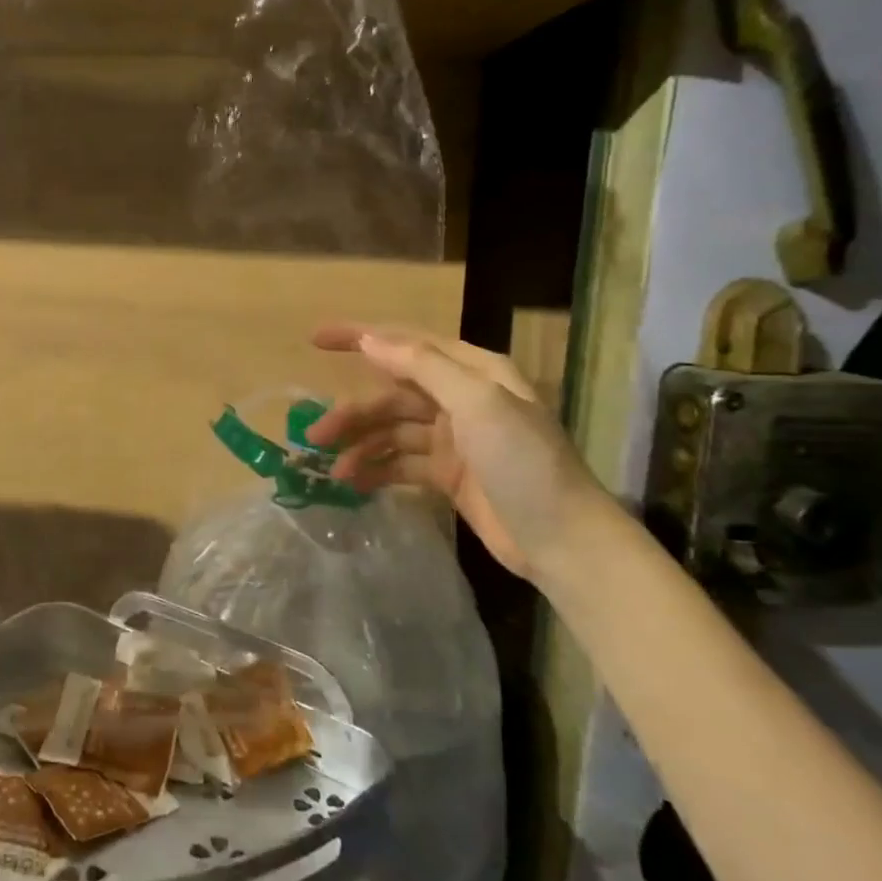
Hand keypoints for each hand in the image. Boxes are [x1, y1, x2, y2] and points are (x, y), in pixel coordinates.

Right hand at [306, 324, 608, 581]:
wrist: (565, 543)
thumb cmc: (524, 463)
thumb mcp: (477, 404)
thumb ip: (422, 366)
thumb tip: (369, 339)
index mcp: (473, 371)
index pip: (406, 343)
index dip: (360, 337)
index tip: (315, 340)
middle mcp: (461, 398)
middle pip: (392, 394)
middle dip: (353, 412)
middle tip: (315, 435)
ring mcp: (455, 439)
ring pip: (393, 431)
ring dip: (361, 445)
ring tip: (332, 470)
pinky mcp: (449, 476)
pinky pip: (401, 464)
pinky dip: (377, 470)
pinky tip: (354, 484)